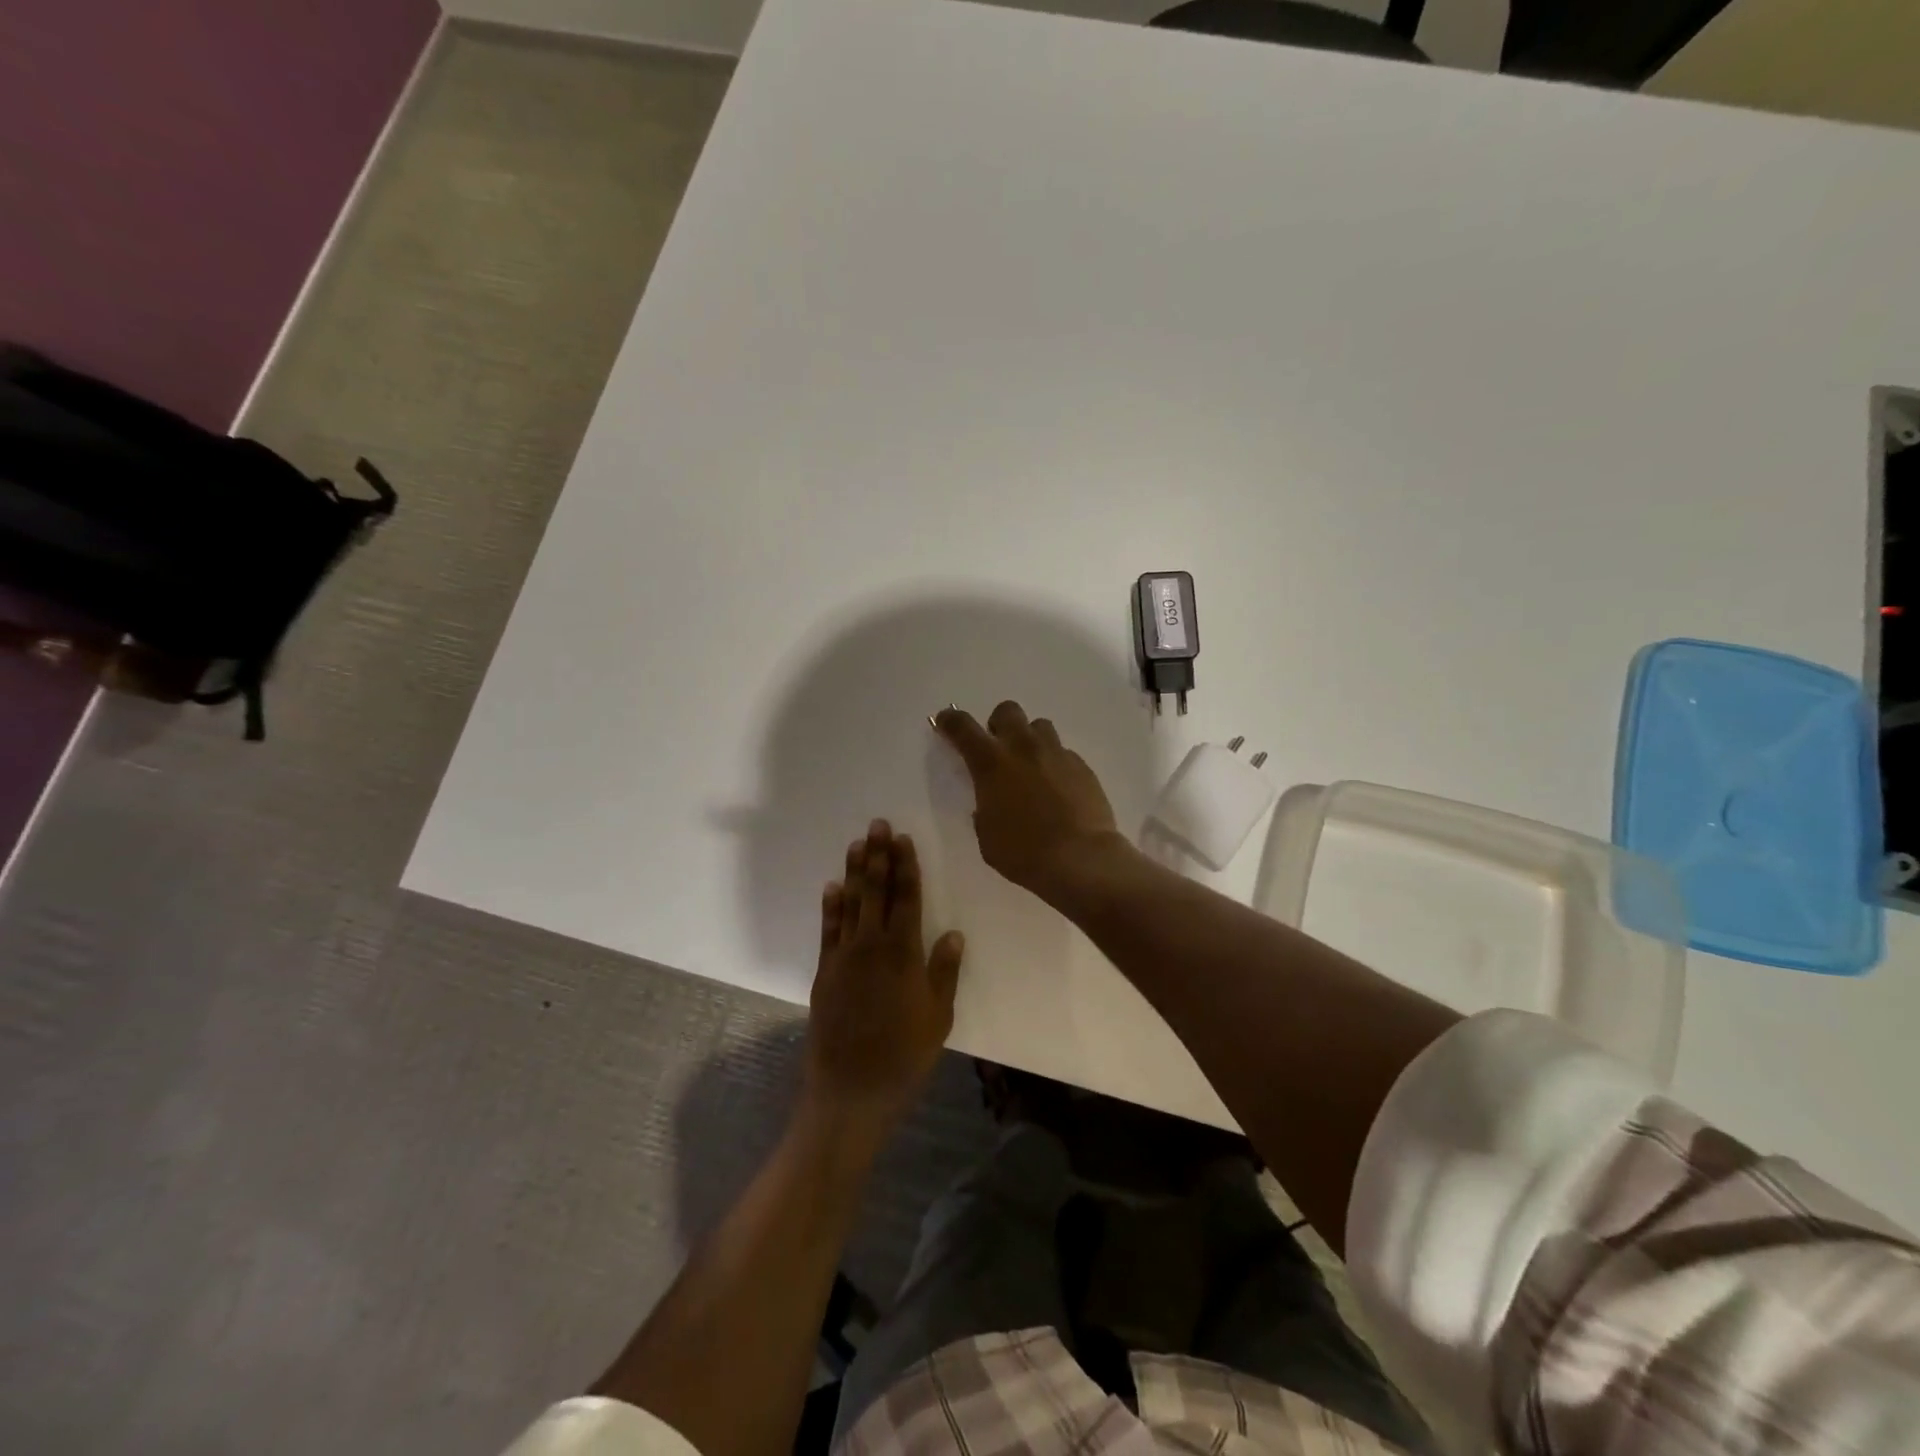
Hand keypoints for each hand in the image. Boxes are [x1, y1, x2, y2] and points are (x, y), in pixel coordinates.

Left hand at [803, 820, 965, 1148]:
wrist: (851, 1088)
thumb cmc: (905, 1054)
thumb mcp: (938, 1016)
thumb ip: (944, 972)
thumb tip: (953, 933)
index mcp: (903, 953)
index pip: (906, 898)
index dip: (905, 867)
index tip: (903, 839)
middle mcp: (871, 946)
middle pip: (876, 892)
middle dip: (878, 856)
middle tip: (877, 825)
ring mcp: (843, 957)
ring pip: (850, 904)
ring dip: (854, 872)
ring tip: (857, 844)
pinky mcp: (824, 972)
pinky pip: (828, 930)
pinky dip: (830, 906)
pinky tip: (832, 887)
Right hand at [934, 700, 1131, 905]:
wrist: (1080, 859)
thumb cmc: (1023, 853)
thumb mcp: (987, 835)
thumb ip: (984, 808)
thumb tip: (991, 800)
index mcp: (991, 763)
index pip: (963, 727)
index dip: (950, 720)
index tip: (945, 721)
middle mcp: (1023, 748)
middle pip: (1007, 711)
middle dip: (998, 724)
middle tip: (998, 748)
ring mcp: (1056, 753)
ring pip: (1039, 726)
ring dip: (1029, 739)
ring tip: (1030, 765)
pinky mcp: (1082, 766)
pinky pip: (1062, 752)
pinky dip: (1054, 763)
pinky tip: (1057, 787)